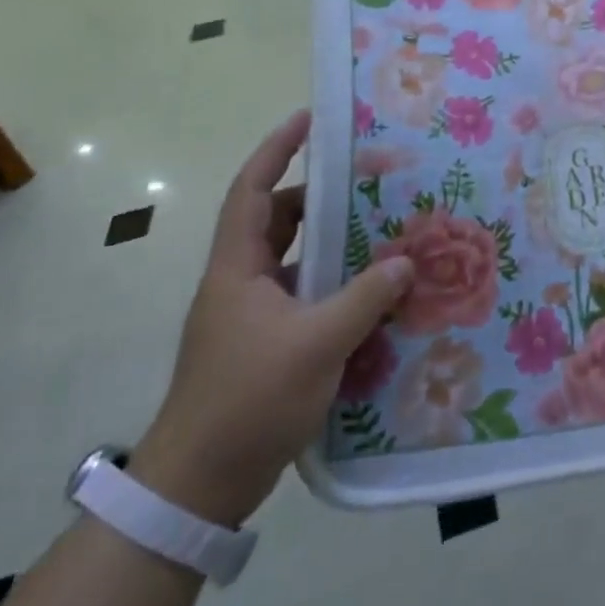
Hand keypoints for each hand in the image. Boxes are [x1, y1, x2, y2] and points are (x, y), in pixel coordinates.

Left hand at [129, 111, 413, 526]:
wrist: (198, 486)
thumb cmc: (248, 399)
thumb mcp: (316, 343)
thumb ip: (365, 298)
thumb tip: (406, 263)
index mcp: (237, 268)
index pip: (251, 191)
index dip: (276, 151)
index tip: (308, 119)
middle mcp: (239, 283)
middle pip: (276, 222)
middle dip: (317, 198)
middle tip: (365, 182)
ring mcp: (250, 317)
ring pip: (292, 261)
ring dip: (328, 245)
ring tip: (378, 231)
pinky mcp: (263, 345)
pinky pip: (302, 296)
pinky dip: (332, 286)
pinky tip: (370, 294)